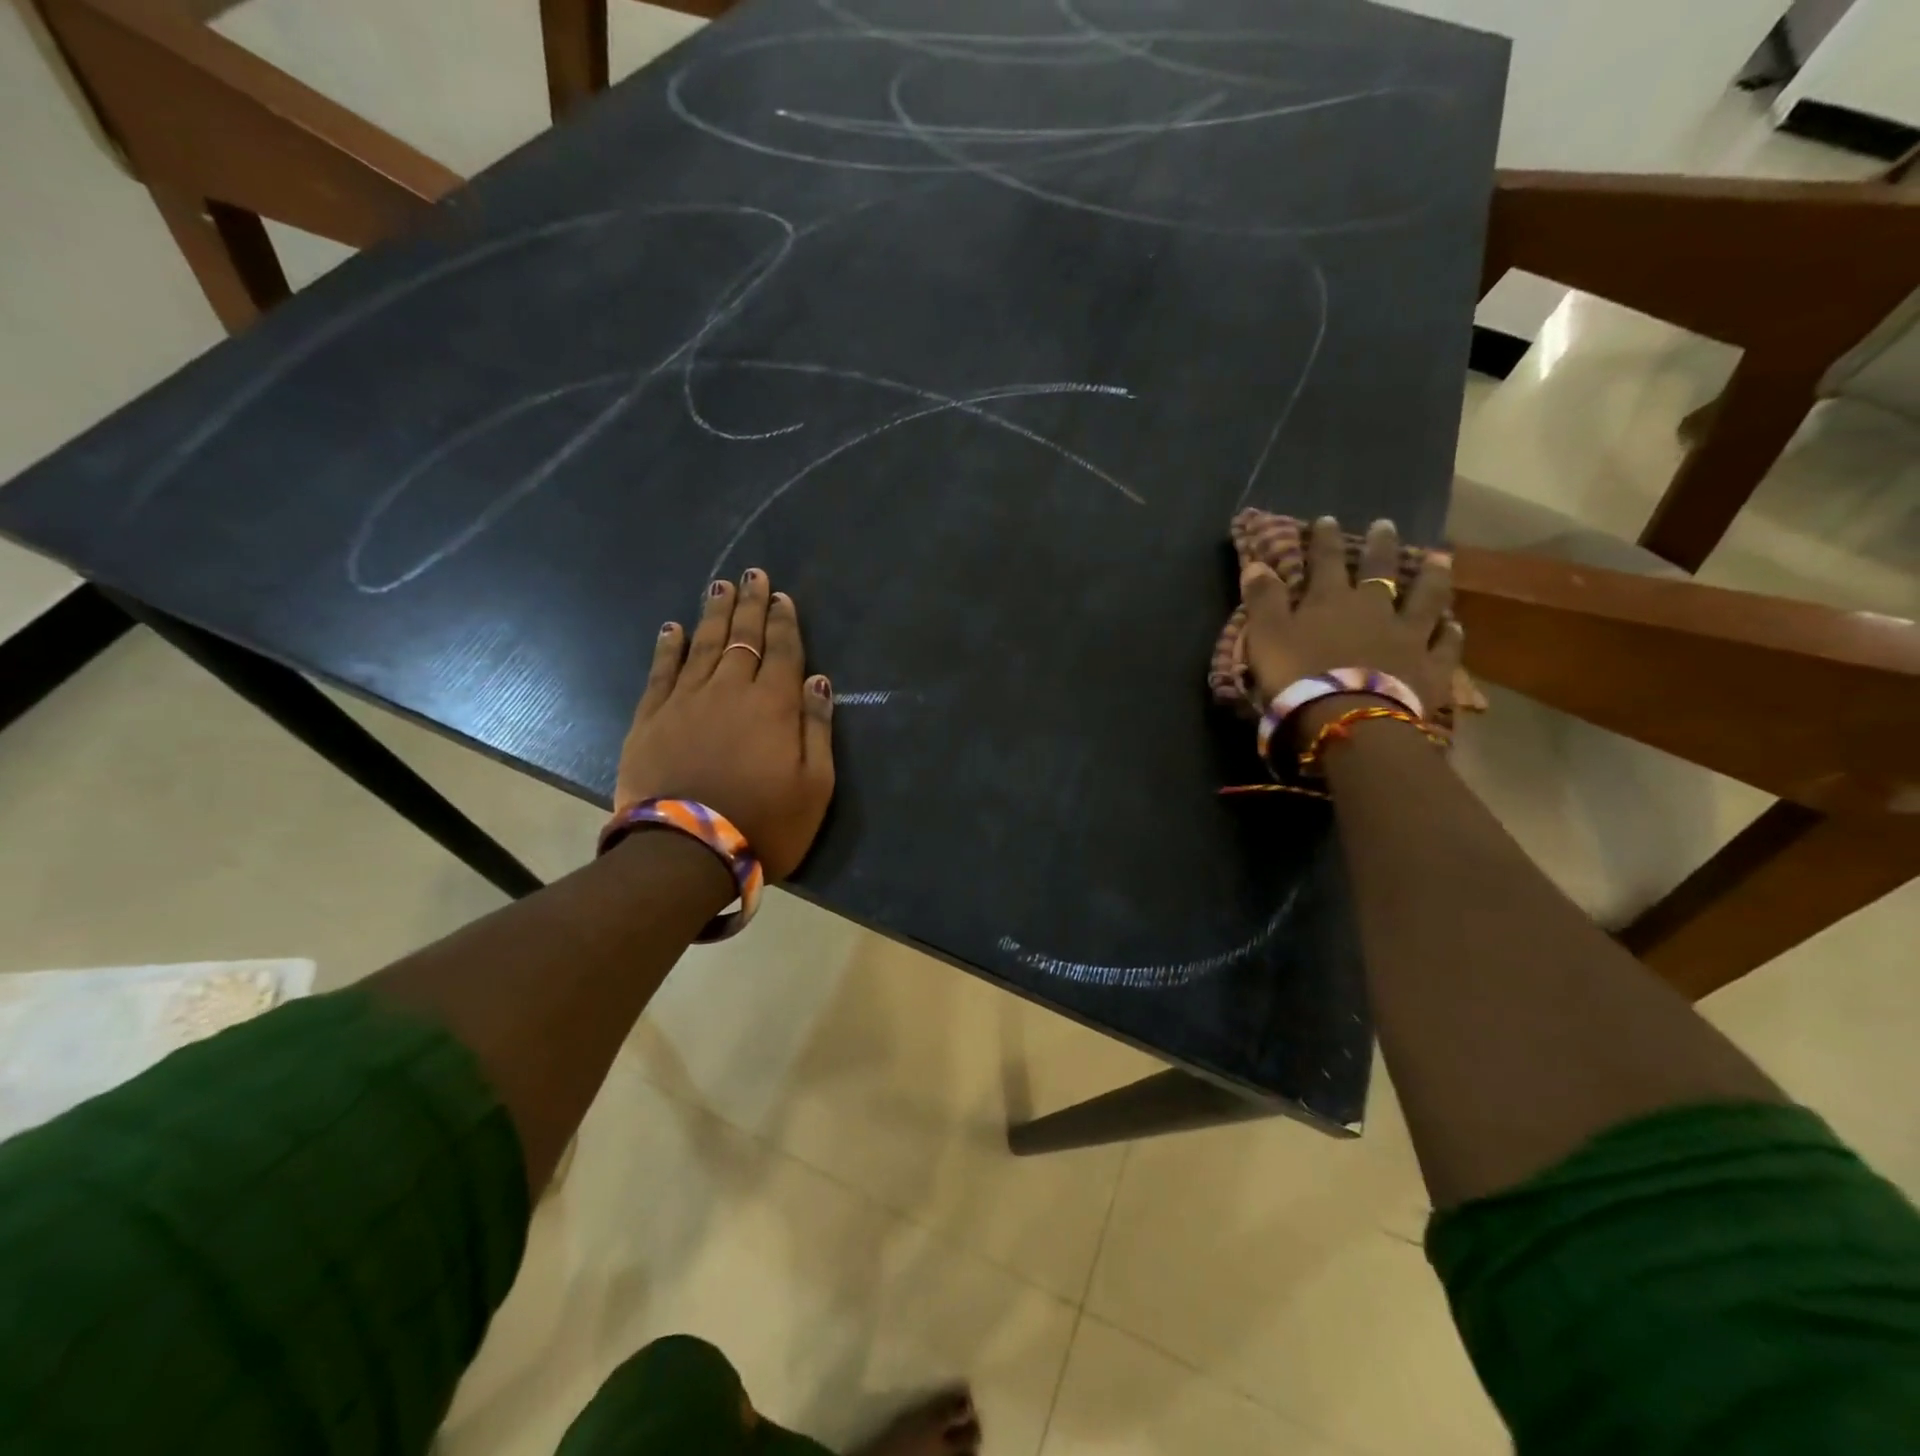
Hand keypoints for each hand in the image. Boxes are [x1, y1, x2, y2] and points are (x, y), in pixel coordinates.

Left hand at [614, 570, 834, 879]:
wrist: (686, 853)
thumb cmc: (765, 823)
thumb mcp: (815, 785)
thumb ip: (817, 727)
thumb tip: (817, 679)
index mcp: (773, 705)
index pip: (782, 651)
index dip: (784, 622)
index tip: (782, 597)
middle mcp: (730, 690)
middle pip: (741, 638)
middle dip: (749, 604)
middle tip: (752, 574)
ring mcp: (685, 702)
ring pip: (702, 646)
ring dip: (713, 614)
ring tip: (719, 586)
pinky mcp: (650, 719)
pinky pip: (661, 672)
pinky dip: (667, 647)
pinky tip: (671, 628)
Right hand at [1239, 516, 1461, 729]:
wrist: (1348, 717)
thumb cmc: (1298, 675)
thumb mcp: (1266, 635)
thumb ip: (1262, 599)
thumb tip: (1256, 563)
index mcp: (1330, 599)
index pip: (1326, 560)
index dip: (1325, 539)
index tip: (1327, 519)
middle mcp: (1374, 608)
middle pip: (1380, 570)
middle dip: (1381, 546)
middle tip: (1387, 525)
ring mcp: (1408, 635)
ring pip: (1425, 598)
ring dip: (1431, 577)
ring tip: (1439, 558)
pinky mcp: (1431, 667)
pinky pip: (1444, 644)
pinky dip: (1450, 632)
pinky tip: (1455, 624)